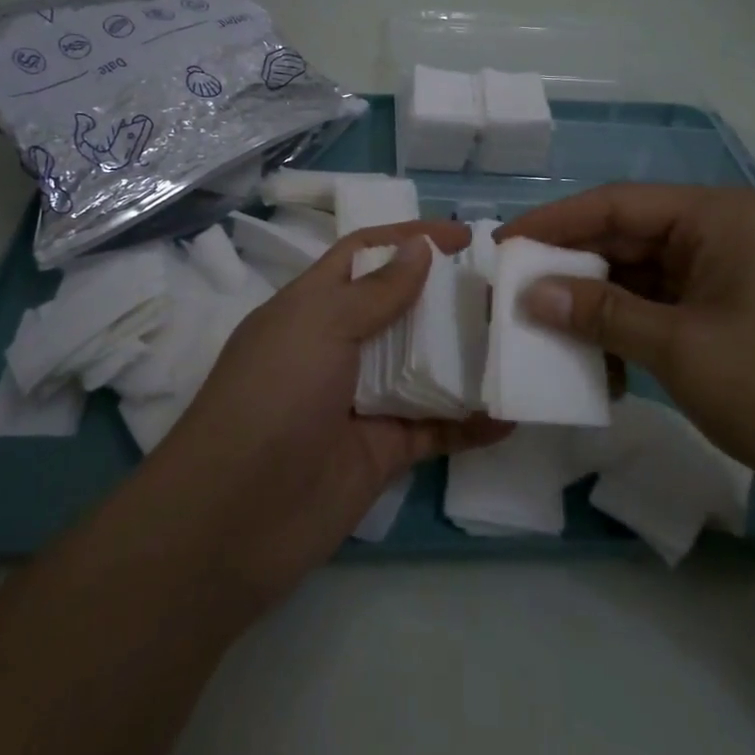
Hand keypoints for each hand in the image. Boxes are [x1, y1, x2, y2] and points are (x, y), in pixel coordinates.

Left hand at [152, 220, 508, 608]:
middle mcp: (340, 346)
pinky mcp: (383, 451)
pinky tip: (511, 415)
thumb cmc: (273, 398)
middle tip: (507, 288)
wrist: (233, 519)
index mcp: (313, 306)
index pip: (364, 254)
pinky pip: (435, 428)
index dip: (408, 238)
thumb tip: (419, 245)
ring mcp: (363, 400)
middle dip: (448, 295)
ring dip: (467, 356)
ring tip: (521, 341)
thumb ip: (375, 290)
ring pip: (424, 367)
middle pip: (402, 308)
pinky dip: (471, 423)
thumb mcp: (319, 326)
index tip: (464, 235)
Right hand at [499, 184, 754, 517]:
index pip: (615, 204)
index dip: (553, 224)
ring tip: (547, 334)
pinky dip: (629, 330)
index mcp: (717, 216)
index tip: (500, 248)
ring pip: (641, 276)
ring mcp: (729, 274)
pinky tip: (601, 364)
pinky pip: (663, 306)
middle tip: (514, 295)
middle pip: (626, 238)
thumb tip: (529, 294)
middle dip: (571, 269)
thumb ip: (600, 313)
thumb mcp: (679, 349)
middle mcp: (722, 232)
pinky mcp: (732, 312)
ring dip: (597, 306)